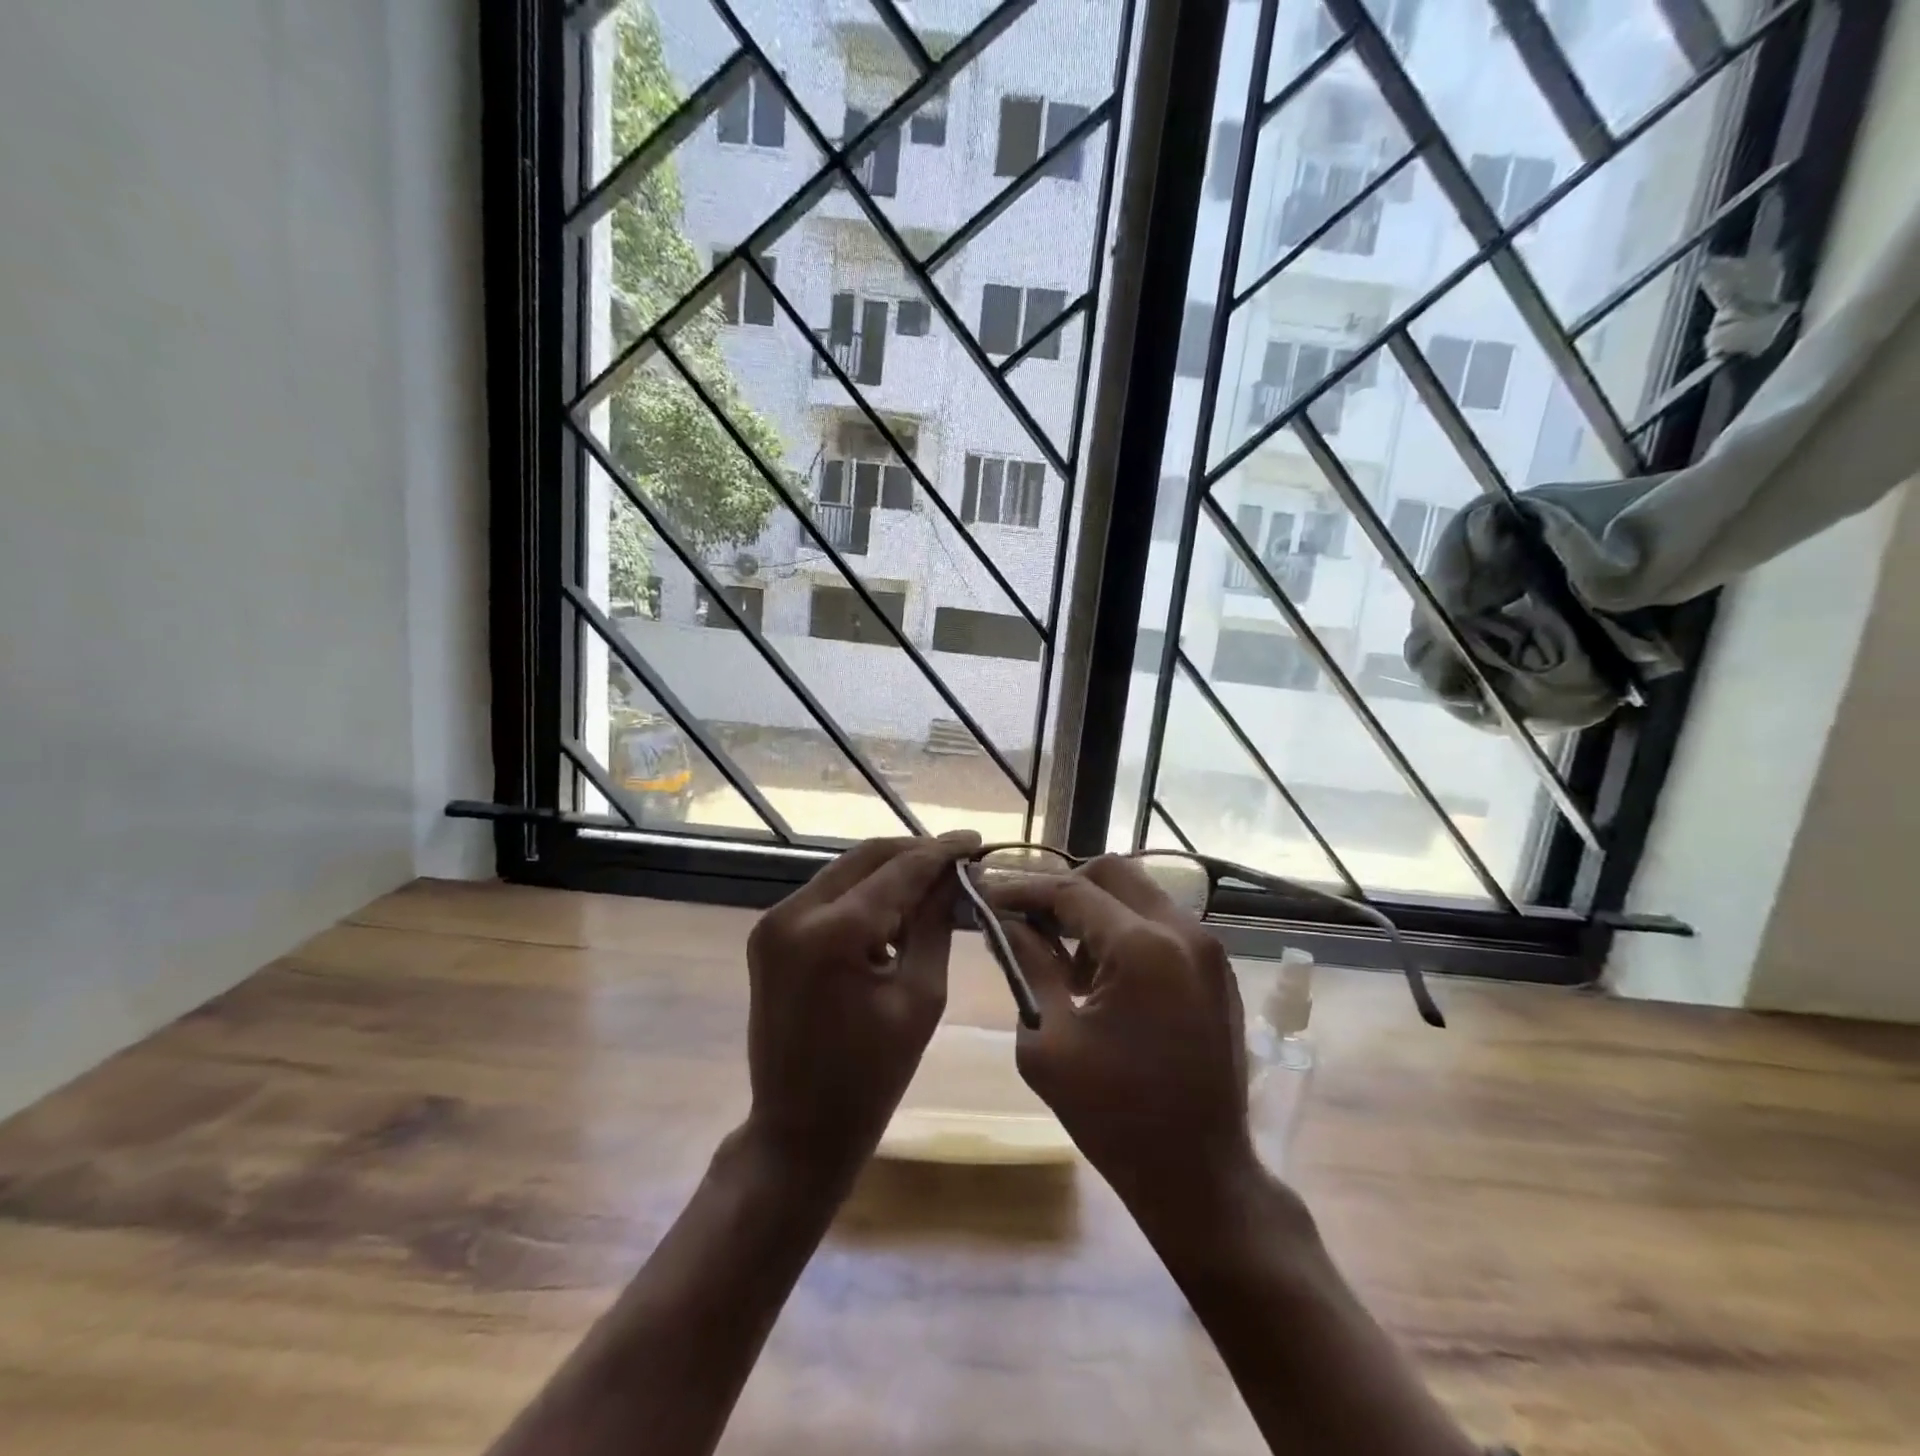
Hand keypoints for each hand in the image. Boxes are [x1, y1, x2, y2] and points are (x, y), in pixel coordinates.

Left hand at [743, 832, 979, 1177]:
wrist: (798, 1130)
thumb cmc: (871, 1077)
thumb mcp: (920, 997)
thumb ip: (935, 925)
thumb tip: (956, 877)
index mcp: (832, 933)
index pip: (899, 870)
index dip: (941, 852)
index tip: (976, 839)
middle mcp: (793, 913)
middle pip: (866, 858)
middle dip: (915, 853)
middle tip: (959, 858)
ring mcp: (773, 922)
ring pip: (844, 872)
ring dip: (889, 872)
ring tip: (935, 881)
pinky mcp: (769, 935)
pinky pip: (826, 896)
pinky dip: (863, 895)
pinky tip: (895, 908)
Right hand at [984, 857, 1260, 1238]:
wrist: (1200, 1175)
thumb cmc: (1114, 1117)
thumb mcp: (1049, 1042)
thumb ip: (1028, 966)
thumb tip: (1006, 921)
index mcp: (1142, 948)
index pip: (1071, 891)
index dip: (1023, 889)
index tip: (987, 893)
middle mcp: (1183, 932)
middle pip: (1113, 872)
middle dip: (1064, 887)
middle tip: (1029, 919)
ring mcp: (1208, 950)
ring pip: (1140, 893)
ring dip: (1097, 910)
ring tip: (1066, 961)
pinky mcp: (1217, 971)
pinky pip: (1163, 924)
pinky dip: (1127, 930)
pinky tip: (1104, 978)